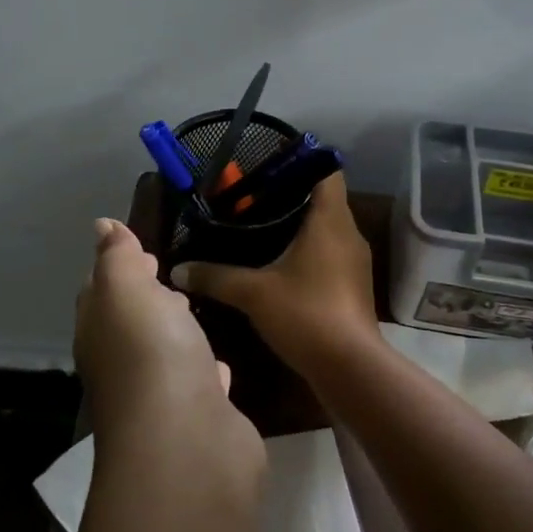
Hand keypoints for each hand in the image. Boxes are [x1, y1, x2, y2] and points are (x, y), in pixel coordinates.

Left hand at [74, 219, 262, 473]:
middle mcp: (124, 364)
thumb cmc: (151, 352)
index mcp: (100, 331)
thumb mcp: (126, 289)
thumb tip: (102, 226)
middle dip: (147, 298)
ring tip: (197, 309)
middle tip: (172, 274)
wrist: (187, 442)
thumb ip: (117, 257)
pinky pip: (202, 384)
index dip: (117, 268)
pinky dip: (207, 369)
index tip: (143, 250)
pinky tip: (223, 363)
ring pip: (167, 353)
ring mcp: (162, 394)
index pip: (100, 293)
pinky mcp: (201, 416)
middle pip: (132, 323)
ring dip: (177, 333)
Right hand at [170, 173, 381, 371]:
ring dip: (298, 226)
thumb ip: (215, 276)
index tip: (269, 167)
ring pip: (326, 229)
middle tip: (250, 200)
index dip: (301, 162)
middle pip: (323, 199)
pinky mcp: (352, 286)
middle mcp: (348, 234)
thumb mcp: (253, 293)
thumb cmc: (306, 314)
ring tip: (259, 229)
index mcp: (331, 220)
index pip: (326, 171)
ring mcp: (354, 261)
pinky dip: (306, 252)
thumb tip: (178, 269)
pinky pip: (328, 254)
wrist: (350, 368)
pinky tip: (278, 266)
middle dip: (289, 196)